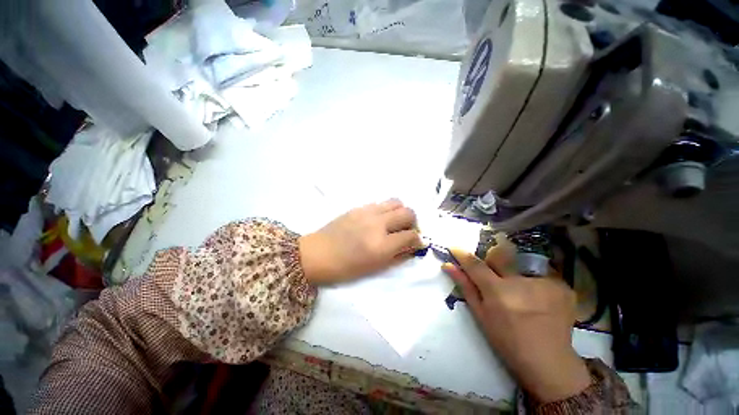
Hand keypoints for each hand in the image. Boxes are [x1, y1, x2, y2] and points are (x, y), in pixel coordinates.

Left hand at [299, 199, 421, 284]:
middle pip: (408, 213)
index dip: (418, 239)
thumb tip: (413, 247)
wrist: (318, 254)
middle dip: (413, 222)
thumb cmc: (345, 268)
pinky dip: (386, 210)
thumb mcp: (375, 268)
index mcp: (382, 245)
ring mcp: (368, 212)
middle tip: (407, 230)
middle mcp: (378, 224)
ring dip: (400, 212)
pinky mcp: (359, 207)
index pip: (411, 235)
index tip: (417, 242)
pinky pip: (380, 203)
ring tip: (394, 222)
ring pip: (396, 202)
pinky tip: (379, 219)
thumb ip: (398, 256)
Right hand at [442, 238, 590, 402]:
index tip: (454, 248)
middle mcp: (522, 283)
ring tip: (522, 294)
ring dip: (515, 273)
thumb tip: (448, 265)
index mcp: (499, 292)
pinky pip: (540, 273)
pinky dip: (534, 281)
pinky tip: (538, 298)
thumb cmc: (508, 341)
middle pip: (499, 255)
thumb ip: (465, 286)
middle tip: (497, 278)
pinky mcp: (563, 286)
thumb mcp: (481, 315)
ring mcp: (546, 283)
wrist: (549, 363)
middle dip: (492, 261)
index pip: (475, 264)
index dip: (462, 254)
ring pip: (520, 263)